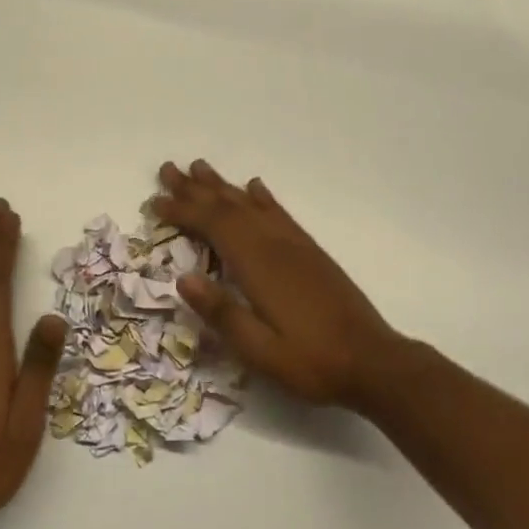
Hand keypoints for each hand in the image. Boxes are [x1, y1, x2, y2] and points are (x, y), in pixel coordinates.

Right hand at [153, 161, 404, 410]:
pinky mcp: (310, 251)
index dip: (182, 211)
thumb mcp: (260, 351)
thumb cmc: (311, 361)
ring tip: (200, 167)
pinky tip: (254, 187)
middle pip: (228, 206)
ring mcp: (294, 245)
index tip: (154, 202)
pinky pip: (280, 213)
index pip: (212, 226)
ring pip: (250, 204)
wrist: (373, 360)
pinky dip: (262, 197)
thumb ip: (222, 313)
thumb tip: (182, 279)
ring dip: (223, 185)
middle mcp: (274, 245)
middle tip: (168, 169)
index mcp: (257, 266)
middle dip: (195, 188)